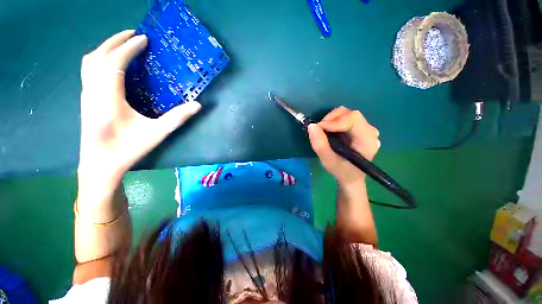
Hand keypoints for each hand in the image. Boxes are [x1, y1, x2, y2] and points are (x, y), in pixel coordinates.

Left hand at [78, 30, 201, 181]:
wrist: (99, 165)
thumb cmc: (127, 149)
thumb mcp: (157, 134)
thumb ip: (178, 118)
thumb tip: (197, 105)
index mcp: (108, 97)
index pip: (115, 62)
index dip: (129, 48)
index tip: (143, 38)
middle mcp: (93, 91)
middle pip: (98, 56)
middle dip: (115, 41)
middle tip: (132, 34)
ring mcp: (86, 95)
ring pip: (89, 62)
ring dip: (105, 48)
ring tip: (122, 44)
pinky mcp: (85, 100)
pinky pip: (89, 71)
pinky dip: (100, 59)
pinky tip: (111, 64)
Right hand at [308, 107, 379, 185]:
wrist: (350, 177)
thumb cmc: (341, 171)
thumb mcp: (328, 161)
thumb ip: (320, 145)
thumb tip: (311, 126)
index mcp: (367, 140)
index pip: (353, 119)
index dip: (334, 121)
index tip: (319, 128)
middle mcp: (370, 131)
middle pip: (350, 114)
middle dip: (331, 119)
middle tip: (319, 130)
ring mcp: (365, 128)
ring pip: (346, 114)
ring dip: (331, 120)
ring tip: (323, 132)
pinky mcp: (359, 128)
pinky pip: (345, 118)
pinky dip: (333, 122)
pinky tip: (329, 132)